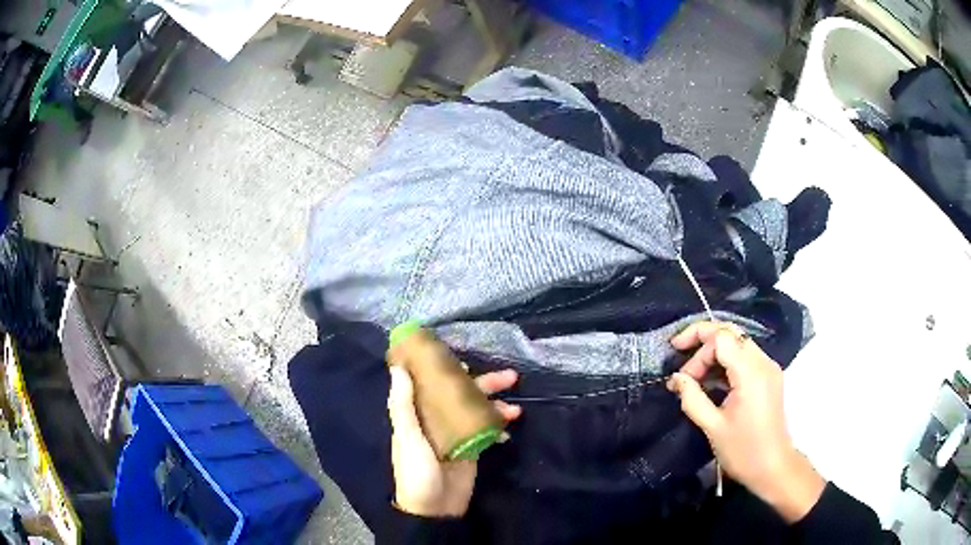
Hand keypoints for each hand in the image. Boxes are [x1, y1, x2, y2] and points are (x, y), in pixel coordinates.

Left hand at [388, 366, 521, 517]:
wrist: (435, 509)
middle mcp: (437, 419)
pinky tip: (509, 432)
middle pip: (462, 395)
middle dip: (486, 385)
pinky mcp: (472, 449)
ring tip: (516, 410)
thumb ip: (403, 405)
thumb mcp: (407, 437)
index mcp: (418, 414)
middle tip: (510, 377)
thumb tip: (399, 368)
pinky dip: (498, 428)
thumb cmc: (416, 471)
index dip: (447, 369)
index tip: (465, 359)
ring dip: (497, 406)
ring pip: (478, 411)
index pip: (432, 383)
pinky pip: (487, 431)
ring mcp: (457, 434)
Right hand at [667, 321, 824, 522]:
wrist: (773, 468)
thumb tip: (676, 378)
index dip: (697, 342)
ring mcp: (768, 368)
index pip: (721, 336)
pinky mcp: (769, 377)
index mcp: (750, 372)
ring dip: (713, 355)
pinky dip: (726, 363)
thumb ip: (693, 398)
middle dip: (703, 345)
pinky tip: (712, 383)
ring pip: (738, 343)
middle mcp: (763, 362)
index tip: (678, 365)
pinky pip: (745, 357)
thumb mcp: (713, 427)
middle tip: (684, 373)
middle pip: (730, 334)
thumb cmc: (743, 451)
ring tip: (694, 380)